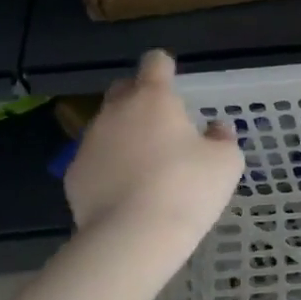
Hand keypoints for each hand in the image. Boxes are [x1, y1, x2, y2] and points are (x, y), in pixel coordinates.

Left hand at [64, 50, 243, 252]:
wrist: (132, 237)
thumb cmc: (187, 188)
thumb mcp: (226, 162)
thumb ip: (223, 138)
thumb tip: (216, 129)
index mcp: (153, 99)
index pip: (155, 62)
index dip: (165, 67)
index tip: (174, 81)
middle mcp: (116, 112)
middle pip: (124, 89)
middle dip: (140, 98)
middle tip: (162, 124)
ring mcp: (90, 143)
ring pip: (107, 126)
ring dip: (124, 135)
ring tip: (145, 165)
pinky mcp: (74, 175)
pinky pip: (95, 160)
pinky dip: (109, 167)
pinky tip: (125, 191)